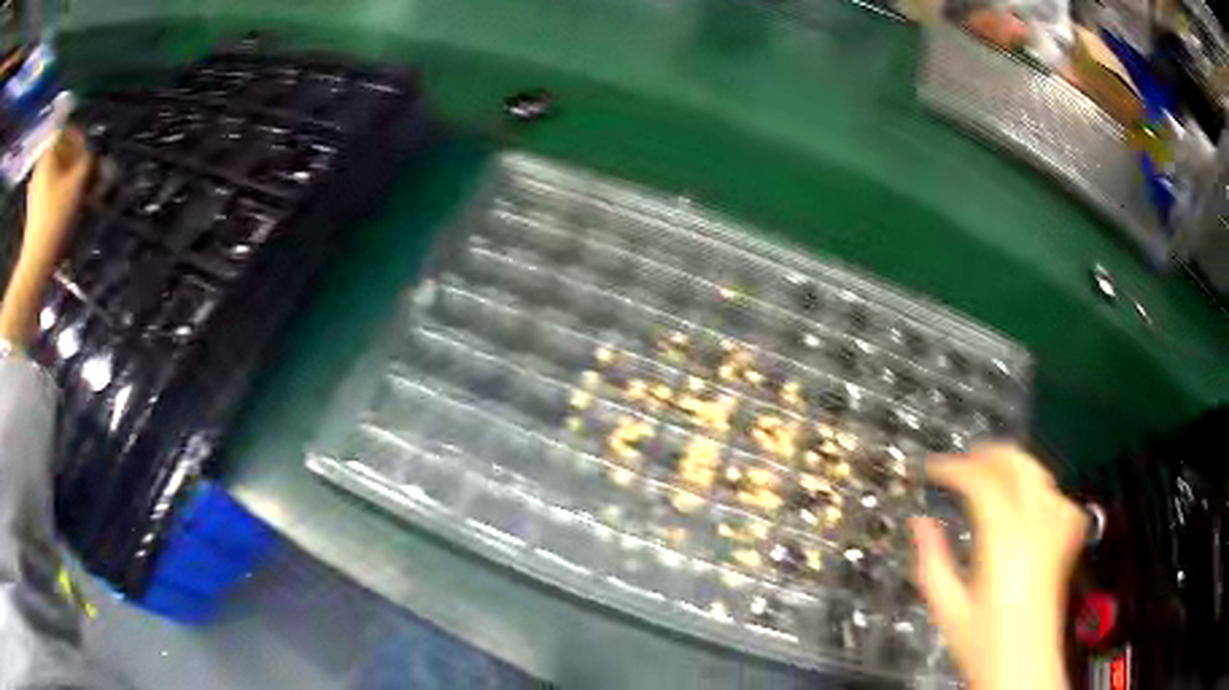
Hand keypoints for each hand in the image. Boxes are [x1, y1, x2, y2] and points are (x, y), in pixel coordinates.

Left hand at [21, 127, 93, 273]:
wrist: (36, 262)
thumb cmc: (56, 216)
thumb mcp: (78, 182)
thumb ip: (88, 160)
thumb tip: (91, 155)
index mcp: (48, 153)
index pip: (67, 132)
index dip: (80, 138)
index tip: (89, 151)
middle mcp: (40, 165)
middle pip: (59, 152)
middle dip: (73, 159)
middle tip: (84, 171)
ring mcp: (34, 188)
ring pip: (54, 171)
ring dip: (66, 176)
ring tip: (77, 189)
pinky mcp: (32, 208)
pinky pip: (47, 188)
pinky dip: (57, 190)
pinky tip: (64, 203)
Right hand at [910, 444, 1086, 689]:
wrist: (1023, 667)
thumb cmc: (982, 643)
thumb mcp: (947, 608)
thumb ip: (932, 561)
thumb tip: (920, 521)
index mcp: (1003, 539)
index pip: (981, 481)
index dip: (954, 467)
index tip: (933, 467)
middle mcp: (1036, 523)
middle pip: (1018, 463)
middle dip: (988, 453)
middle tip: (963, 459)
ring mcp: (1057, 527)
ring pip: (1040, 473)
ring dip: (1014, 467)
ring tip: (991, 474)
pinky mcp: (1069, 538)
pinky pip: (1058, 497)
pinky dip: (1041, 491)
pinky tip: (1030, 504)